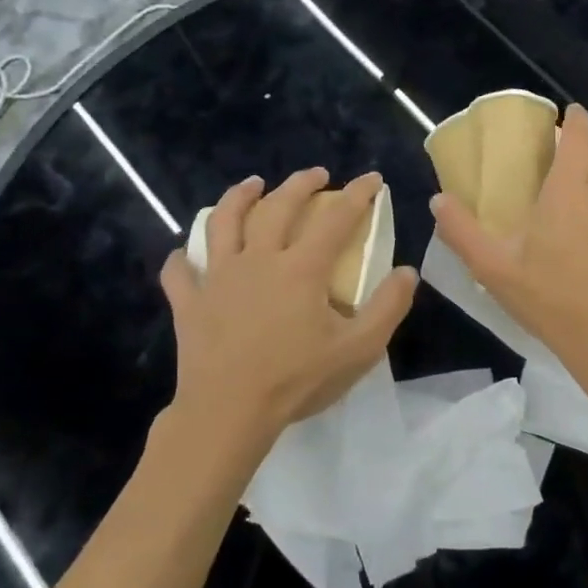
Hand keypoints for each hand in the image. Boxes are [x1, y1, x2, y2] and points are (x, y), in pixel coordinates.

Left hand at [159, 169, 416, 451]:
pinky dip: (183, 259)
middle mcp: (257, 260)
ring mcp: (217, 278)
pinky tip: (186, 255)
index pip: (335, 219)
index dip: (357, 194)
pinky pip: (180, 272)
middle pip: (278, 207)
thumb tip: (406, 272)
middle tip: (317, 175)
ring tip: (252, 185)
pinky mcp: (190, 303)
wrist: (228, 413)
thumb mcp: (358, 349)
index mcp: (300, 269)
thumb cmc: (296, 380)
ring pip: (223, 222)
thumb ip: (388, 307)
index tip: (372, 178)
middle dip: (300, 184)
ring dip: (239, 198)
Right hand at [430, 104, 587, 373]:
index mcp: (566, 191)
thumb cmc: (549, 298)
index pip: (578, 137)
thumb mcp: (494, 269)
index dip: (575, 120)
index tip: (568, 113)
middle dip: (582, 150)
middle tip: (561, 165)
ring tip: (587, 192)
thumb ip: (462, 232)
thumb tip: (438, 200)